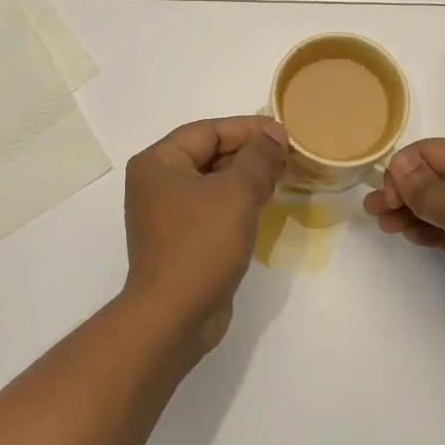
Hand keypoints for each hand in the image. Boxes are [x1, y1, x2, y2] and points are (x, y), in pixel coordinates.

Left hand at [123, 116, 288, 353]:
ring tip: (281, 179)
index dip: (248, 129)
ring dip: (246, 179)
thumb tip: (273, 132)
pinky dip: (236, 203)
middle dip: (249, 154)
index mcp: (158, 162)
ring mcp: (167, 213)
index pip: (208, 131)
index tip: (285, 135)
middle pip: (209, 154)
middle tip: (288, 159)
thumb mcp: (236, 192)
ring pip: (213, 183)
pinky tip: (263, 206)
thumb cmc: (201, 244)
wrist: (174, 315)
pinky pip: (211, 208)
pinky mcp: (180, 239)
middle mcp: (156, 183)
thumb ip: (258, 157)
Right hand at [363, 139, 444, 345]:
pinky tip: (410, 237)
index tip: (385, 196)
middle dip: (401, 190)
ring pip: (439, 204)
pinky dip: (428, 229)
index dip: (403, 169)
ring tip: (385, 226)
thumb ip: (426, 189)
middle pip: (432, 177)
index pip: (430, 152)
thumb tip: (400, 164)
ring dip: (411, 211)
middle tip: (373, 212)